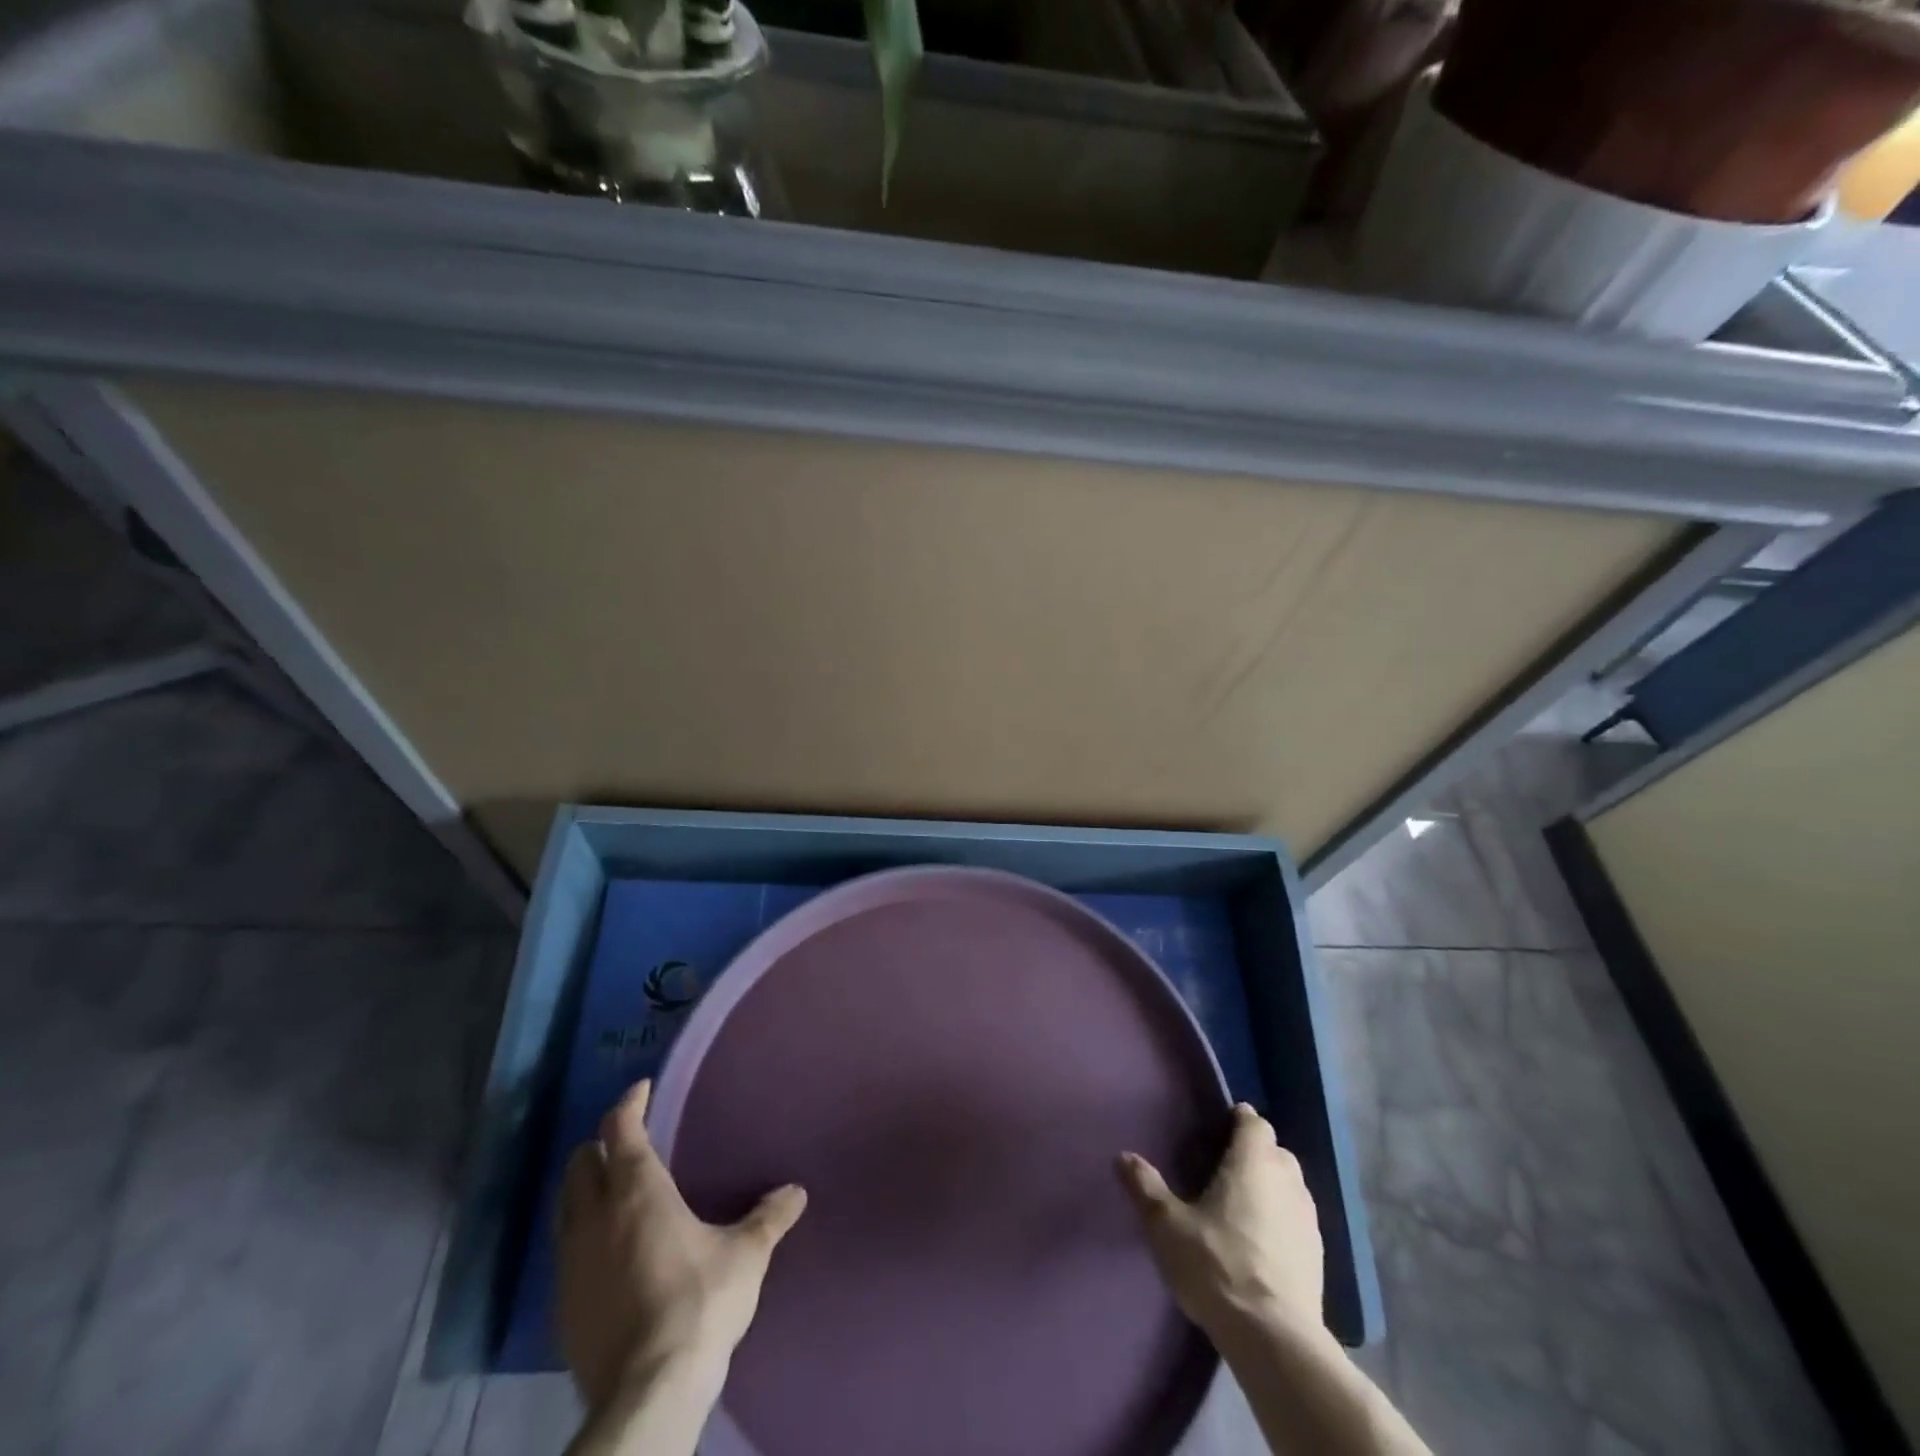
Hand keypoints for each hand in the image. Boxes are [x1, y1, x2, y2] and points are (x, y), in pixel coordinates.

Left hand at [557, 1079, 807, 1411]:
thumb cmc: (700, 1303)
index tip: (642, 1089)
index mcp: (637, 1191)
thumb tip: (796, 1192)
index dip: (629, 1103)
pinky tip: (608, 1251)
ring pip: (565, 1206)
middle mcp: (595, 1217)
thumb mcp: (746, 1255)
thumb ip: (768, 1217)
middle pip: (580, 1163)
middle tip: (628, 1141)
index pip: (620, 1129)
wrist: (647, 1392)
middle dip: (601, 1144)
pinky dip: (581, 1233)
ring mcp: (571, 1263)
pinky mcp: (562, 1305)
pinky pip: (565, 1249)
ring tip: (614, 1192)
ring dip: (585, 1189)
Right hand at [1117, 1102, 1324, 1343]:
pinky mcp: (1318, 1257)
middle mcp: (1286, 1181)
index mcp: (1252, 1163)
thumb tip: (1123, 1156)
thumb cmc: (1217, 1265)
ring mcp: (1308, 1220)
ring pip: (1291, 1186)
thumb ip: (1146, 1187)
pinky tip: (1262, 1242)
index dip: (1240, 1120)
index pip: (1255, 1123)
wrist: (1274, 1339)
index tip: (1221, 1126)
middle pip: (1276, 1152)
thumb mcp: (1167, 1226)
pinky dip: (1283, 1220)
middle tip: (1226, 1166)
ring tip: (1243, 1203)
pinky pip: (1298, 1220)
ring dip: (1273, 1186)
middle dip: (1256, 1152)